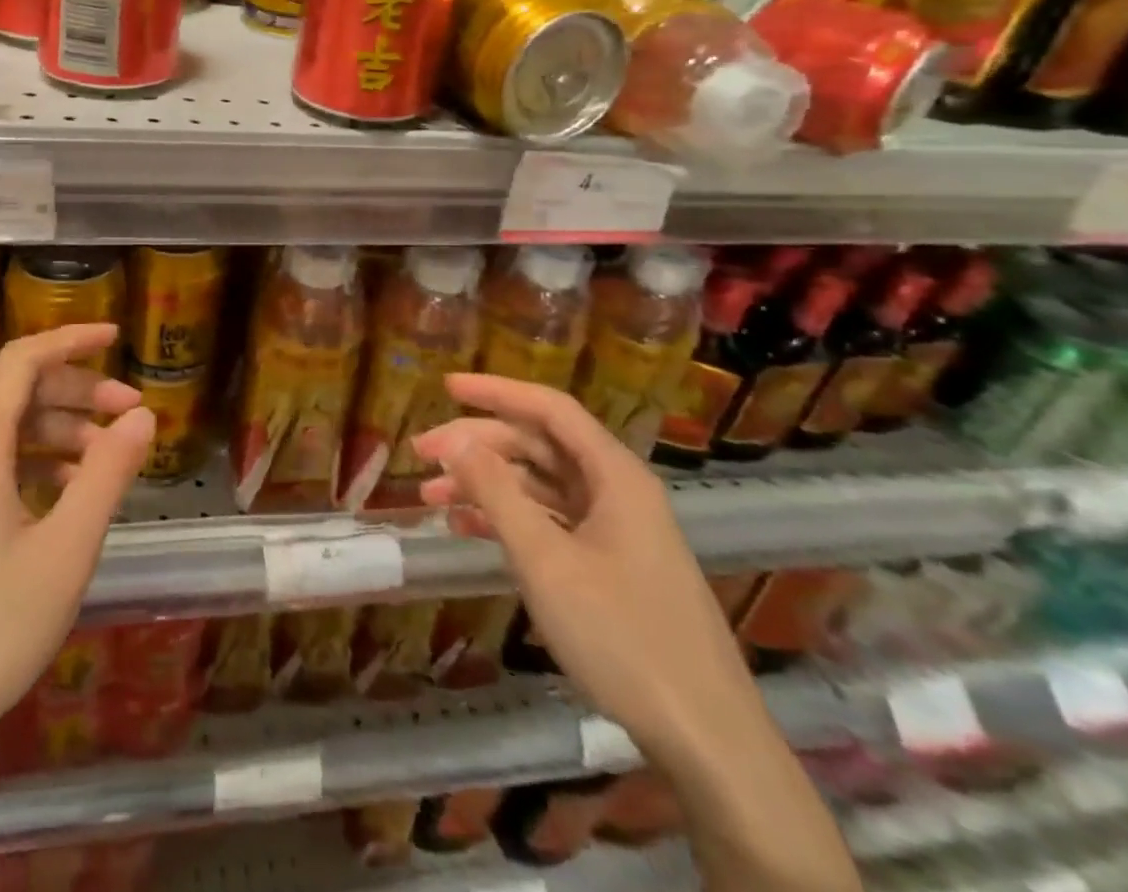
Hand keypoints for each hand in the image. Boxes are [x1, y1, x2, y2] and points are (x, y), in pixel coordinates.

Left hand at [0, 324, 153, 775]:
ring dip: (61, 434)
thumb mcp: (64, 551)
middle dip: (79, 394)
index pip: (22, 361)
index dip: (71, 339)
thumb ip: (107, 475)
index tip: (117, 336)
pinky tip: (68, 499)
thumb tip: (143, 416)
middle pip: (18, 396)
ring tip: (109, 462)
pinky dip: (36, 468)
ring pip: (7, 435)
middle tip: (132, 414)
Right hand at [411, 374, 757, 761]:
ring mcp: (615, 530)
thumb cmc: (623, 636)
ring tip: (431, 498)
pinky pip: (550, 523)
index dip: (495, 391)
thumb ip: (496, 492)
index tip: (445, 386)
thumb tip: (454, 439)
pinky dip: (508, 520)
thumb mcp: (546, 560)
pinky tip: (467, 530)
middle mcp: (617, 491)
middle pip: (539, 446)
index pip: (549, 408)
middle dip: (478, 445)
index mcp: (615, 475)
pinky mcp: (611, 566)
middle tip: (421, 454)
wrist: (706, 741)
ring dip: (486, 485)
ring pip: (540, 486)